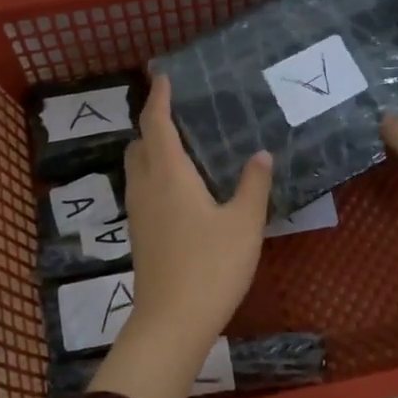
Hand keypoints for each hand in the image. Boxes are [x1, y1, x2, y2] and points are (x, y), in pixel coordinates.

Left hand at [87, 73, 272, 397]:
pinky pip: (142, 191)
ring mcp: (138, 214)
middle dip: (152, 124)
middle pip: (139, 144)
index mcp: (169, 175)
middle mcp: (146, 187)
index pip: (156, 124)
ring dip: (151, 152)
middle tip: (178, 116)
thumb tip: (260, 155)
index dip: (158, 98)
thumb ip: (253, 185)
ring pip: (136, 169)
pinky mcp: (140, 236)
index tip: (163, 76)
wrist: (172, 321)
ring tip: (181, 149)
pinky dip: (154, 177)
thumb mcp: (244, 223)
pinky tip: (180, 191)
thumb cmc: (212, 266)